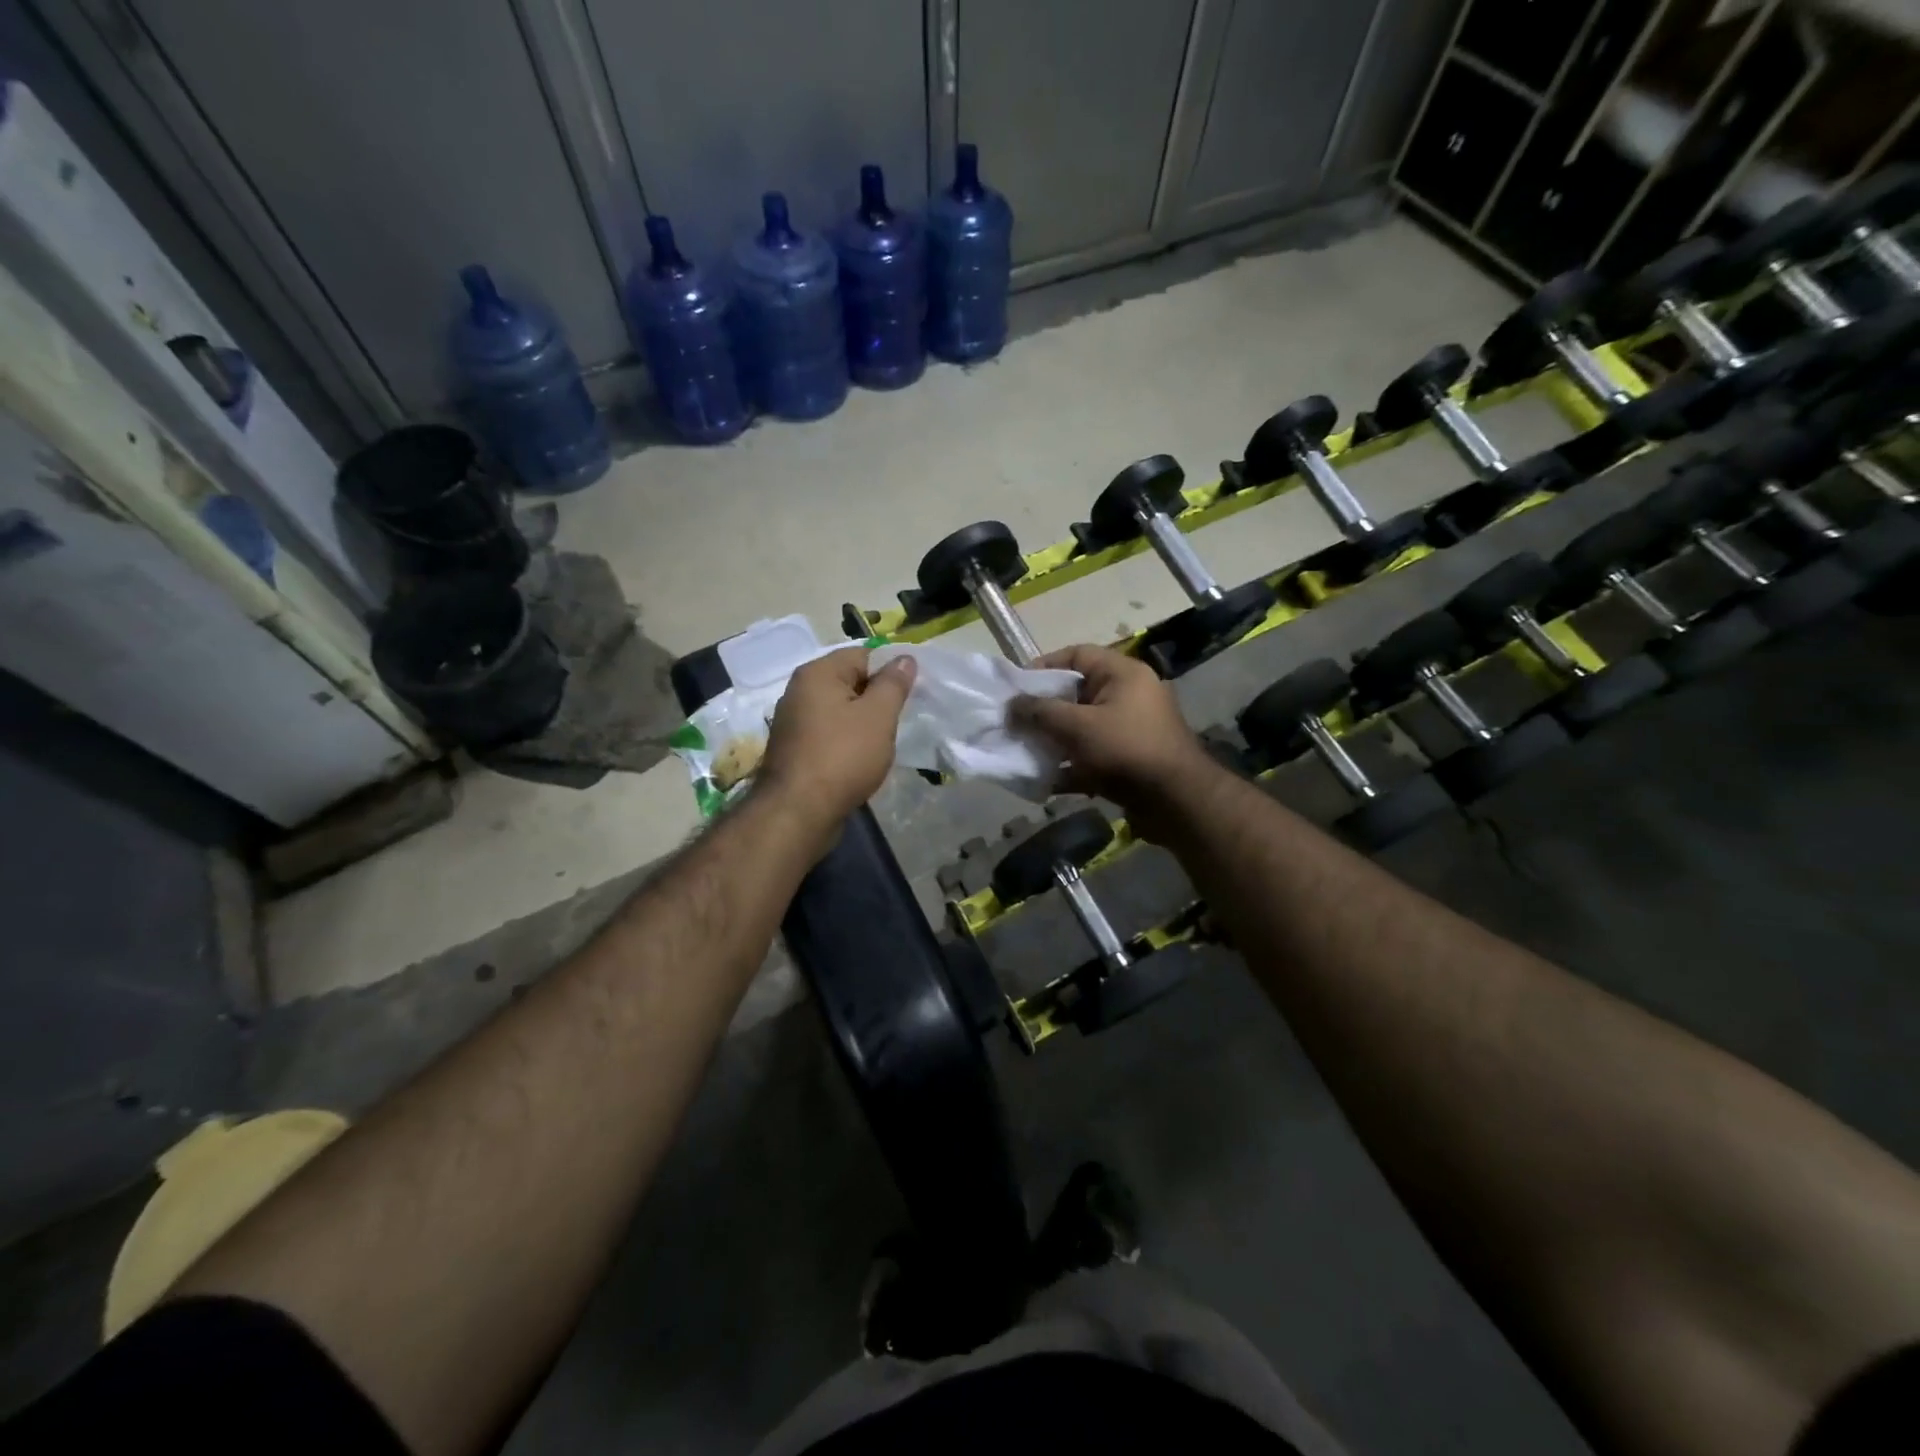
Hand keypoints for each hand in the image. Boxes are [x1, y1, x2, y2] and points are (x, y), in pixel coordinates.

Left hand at [759, 647, 915, 833]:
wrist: (798, 811)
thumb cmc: (843, 756)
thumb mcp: (878, 716)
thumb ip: (893, 684)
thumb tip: (904, 658)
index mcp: (818, 673)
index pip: (863, 654)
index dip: (890, 671)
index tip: (911, 695)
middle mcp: (799, 690)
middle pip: (850, 682)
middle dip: (877, 699)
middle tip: (899, 721)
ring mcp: (793, 722)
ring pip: (840, 711)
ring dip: (863, 724)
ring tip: (882, 744)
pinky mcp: (794, 750)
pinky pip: (829, 735)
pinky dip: (846, 742)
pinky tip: (860, 761)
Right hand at [1010, 644, 1216, 835]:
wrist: (1175, 801)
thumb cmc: (1126, 750)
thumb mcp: (1077, 726)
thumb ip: (1040, 712)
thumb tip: (1011, 704)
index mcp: (1123, 674)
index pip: (1077, 655)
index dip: (1044, 666)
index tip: (1017, 687)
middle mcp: (1129, 696)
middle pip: (1077, 694)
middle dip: (1044, 709)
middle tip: (1015, 722)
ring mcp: (1130, 730)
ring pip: (1082, 728)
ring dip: (1053, 740)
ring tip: (1024, 751)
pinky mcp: (1129, 761)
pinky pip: (1091, 756)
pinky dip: (1069, 766)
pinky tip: (1044, 781)